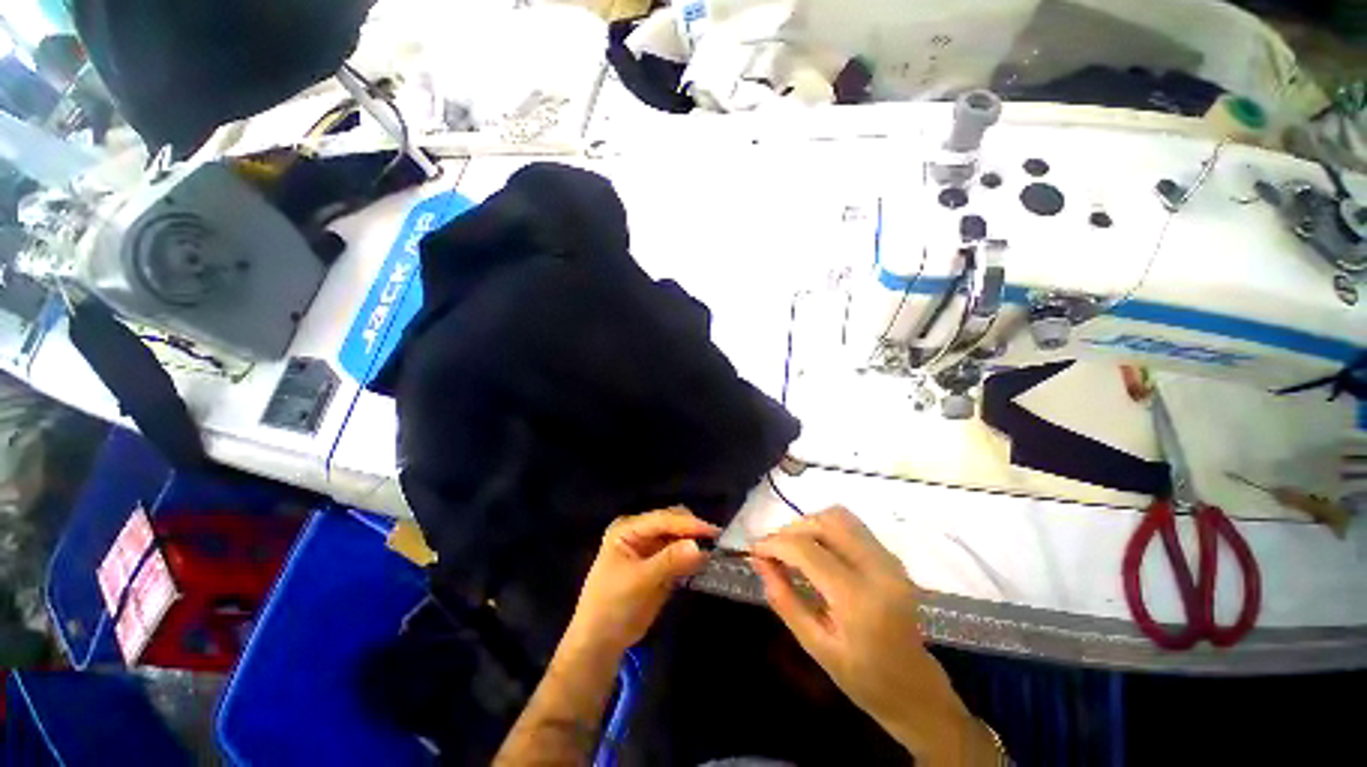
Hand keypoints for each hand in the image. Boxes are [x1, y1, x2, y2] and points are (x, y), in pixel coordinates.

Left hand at [565, 507, 719, 656]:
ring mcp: (649, 547)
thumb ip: (670, 561)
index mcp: (628, 528)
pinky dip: (691, 556)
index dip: (689, 524)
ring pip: (678, 537)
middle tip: (717, 542)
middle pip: (672, 523)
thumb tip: (700, 547)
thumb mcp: (640, 581)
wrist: (600, 642)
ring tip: (716, 550)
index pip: (663, 519)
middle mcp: (639, 531)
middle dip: (693, 531)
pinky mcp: (658, 563)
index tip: (714, 532)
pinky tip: (705, 562)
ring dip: (695, 543)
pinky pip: (679, 554)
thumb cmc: (612, 606)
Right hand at [753, 507, 993, 763]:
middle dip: (792, 529)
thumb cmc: (863, 678)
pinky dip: (825, 528)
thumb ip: (783, 598)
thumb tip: (758, 560)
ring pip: (840, 516)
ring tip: (791, 546)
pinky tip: (814, 549)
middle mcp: (878, 569)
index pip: (808, 551)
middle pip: (826, 522)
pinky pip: (852, 526)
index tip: (754, 550)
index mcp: (859, 599)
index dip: (776, 544)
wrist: (915, 689)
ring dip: (809, 524)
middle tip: (772, 548)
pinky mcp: (891, 557)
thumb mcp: (814, 644)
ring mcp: (889, 560)